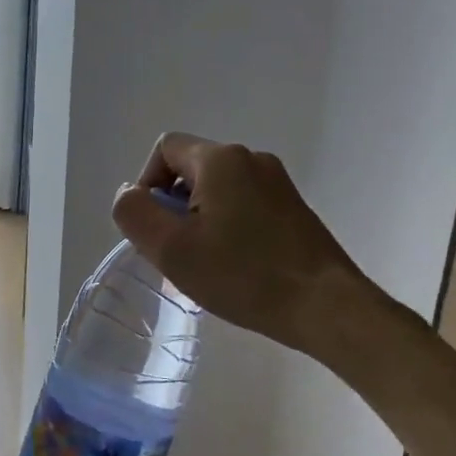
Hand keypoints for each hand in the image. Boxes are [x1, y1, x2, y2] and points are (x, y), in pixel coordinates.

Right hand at [111, 132, 375, 356]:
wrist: (325, 306)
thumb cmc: (242, 275)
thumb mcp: (170, 248)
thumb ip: (135, 213)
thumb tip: (129, 194)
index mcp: (220, 160)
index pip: (164, 149)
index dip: (146, 185)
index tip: (154, 229)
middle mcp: (251, 159)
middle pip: (190, 170)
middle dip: (172, 207)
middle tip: (175, 253)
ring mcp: (277, 183)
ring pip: (216, 191)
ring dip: (198, 221)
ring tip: (204, 264)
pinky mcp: (293, 208)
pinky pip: (243, 205)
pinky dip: (226, 228)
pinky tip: (233, 266)